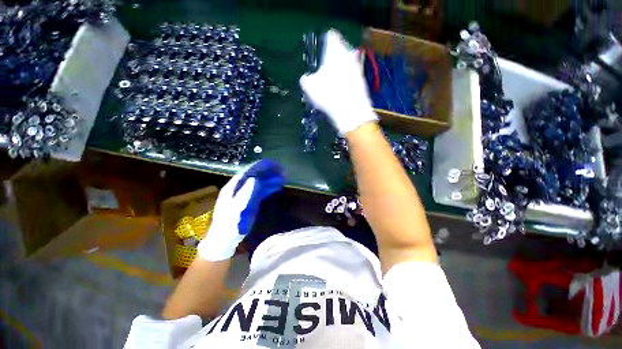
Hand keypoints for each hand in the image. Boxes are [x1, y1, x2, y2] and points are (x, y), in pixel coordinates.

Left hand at [197, 160, 283, 260]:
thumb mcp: (236, 209)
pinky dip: (269, 188)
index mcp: (233, 187)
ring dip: (270, 179)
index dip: (260, 166)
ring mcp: (245, 195)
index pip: (248, 172)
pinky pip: (261, 191)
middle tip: (281, 170)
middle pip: (255, 175)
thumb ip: (245, 193)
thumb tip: (254, 178)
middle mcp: (239, 188)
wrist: (225, 240)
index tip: (273, 163)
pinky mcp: (250, 201)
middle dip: (268, 172)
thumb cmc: (229, 225)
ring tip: (283, 177)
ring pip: (260, 183)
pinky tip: (277, 186)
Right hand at [299, 29, 377, 134]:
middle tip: (325, 67)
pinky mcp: (361, 82)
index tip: (321, 50)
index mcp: (335, 50)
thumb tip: (306, 79)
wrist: (351, 111)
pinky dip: (346, 80)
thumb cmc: (329, 95)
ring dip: (340, 69)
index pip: (331, 36)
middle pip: (341, 50)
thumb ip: (306, 79)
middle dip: (333, 57)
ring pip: (347, 63)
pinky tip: (340, 91)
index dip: (325, 42)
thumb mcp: (310, 87)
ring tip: (331, 81)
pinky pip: (351, 76)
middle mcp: (348, 55)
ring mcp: (357, 68)